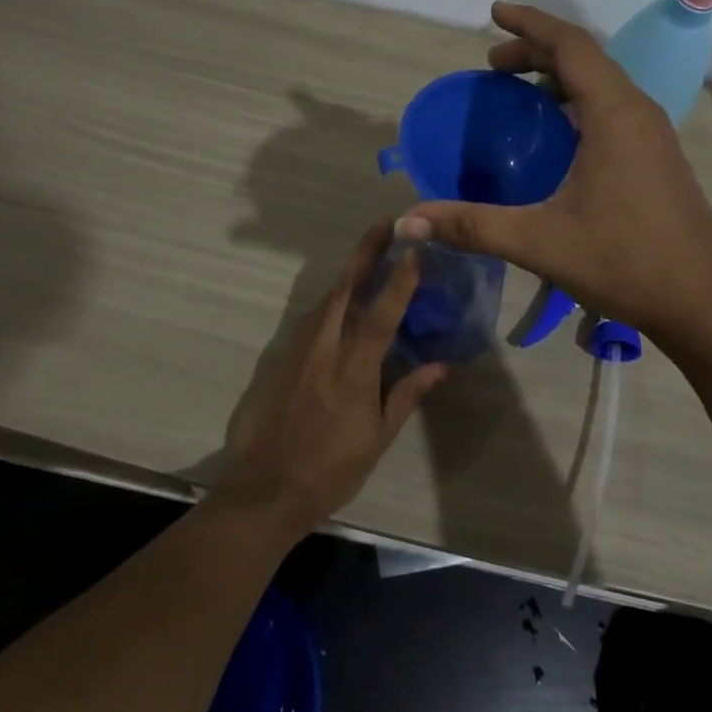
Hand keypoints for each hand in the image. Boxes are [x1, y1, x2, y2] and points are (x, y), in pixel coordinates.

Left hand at [215, 222, 447, 536]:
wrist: (266, 487)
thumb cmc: (332, 468)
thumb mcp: (379, 437)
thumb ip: (409, 393)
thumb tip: (445, 366)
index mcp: (353, 369)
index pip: (381, 314)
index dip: (399, 279)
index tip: (415, 248)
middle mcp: (324, 348)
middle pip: (346, 288)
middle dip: (366, 251)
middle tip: (387, 224)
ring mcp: (298, 348)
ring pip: (327, 298)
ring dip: (350, 272)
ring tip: (371, 252)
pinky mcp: (282, 355)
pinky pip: (312, 317)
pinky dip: (332, 299)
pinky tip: (343, 299)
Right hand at [398, 2, 711, 343]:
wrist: (704, 301)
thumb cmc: (625, 262)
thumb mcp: (540, 242)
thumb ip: (472, 226)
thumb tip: (407, 222)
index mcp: (614, 114)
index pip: (570, 45)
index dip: (530, 24)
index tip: (494, 13)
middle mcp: (637, 110)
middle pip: (585, 58)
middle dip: (536, 50)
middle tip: (493, 66)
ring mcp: (652, 132)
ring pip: (601, 81)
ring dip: (559, 74)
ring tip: (518, 90)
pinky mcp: (656, 154)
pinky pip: (612, 105)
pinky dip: (577, 99)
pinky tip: (556, 133)